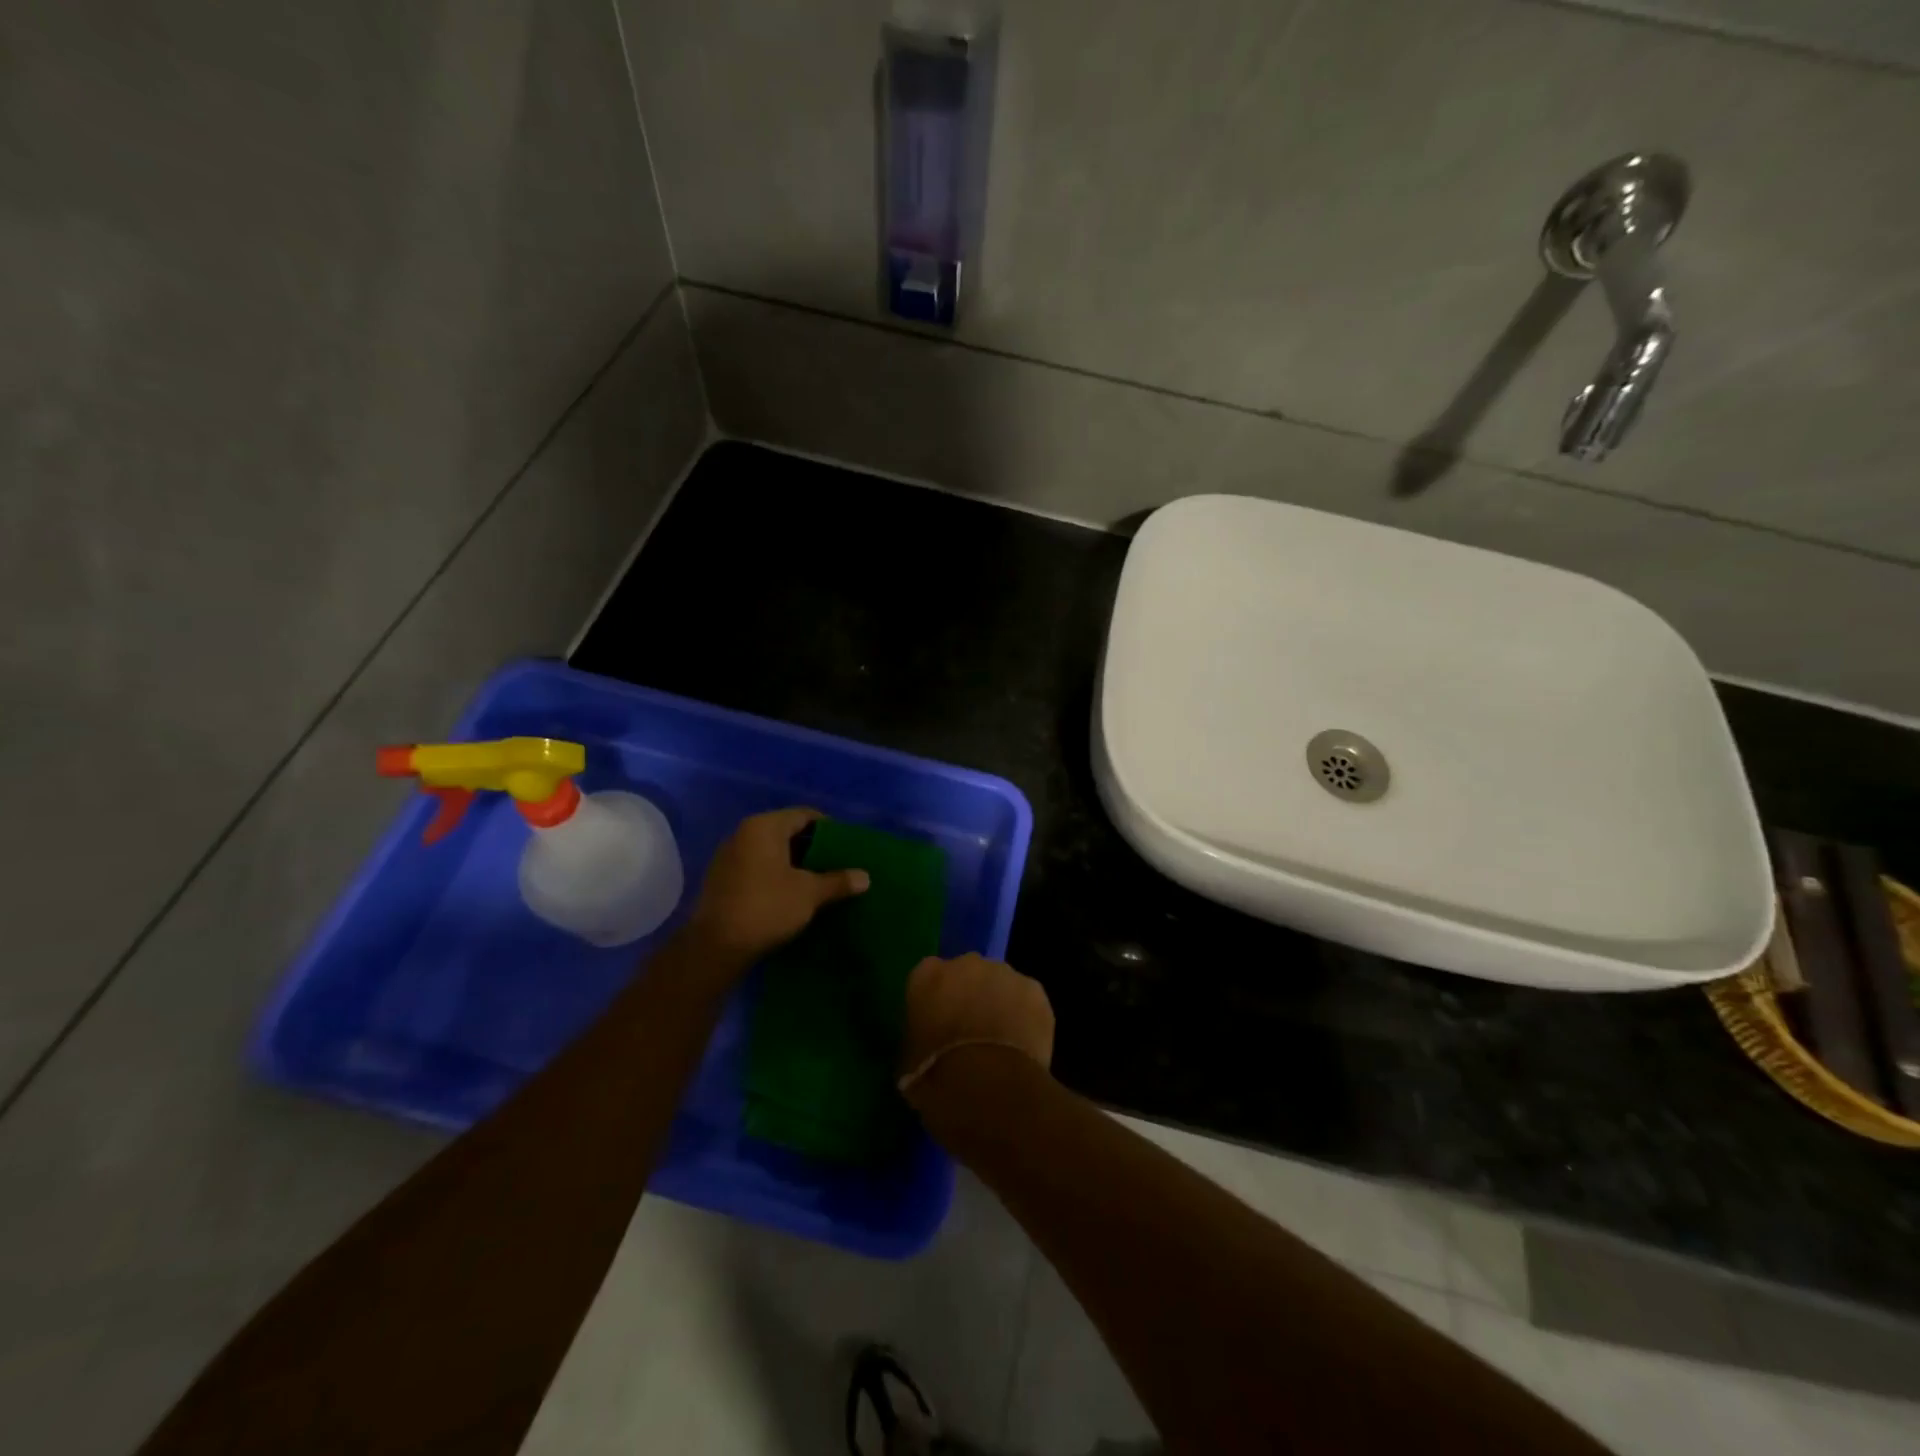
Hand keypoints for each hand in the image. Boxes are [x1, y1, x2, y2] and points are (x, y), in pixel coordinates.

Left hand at [686, 808, 868, 965]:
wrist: (716, 947)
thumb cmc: (767, 907)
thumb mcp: (809, 893)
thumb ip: (838, 881)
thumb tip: (865, 877)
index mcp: (764, 827)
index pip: (804, 815)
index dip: (828, 829)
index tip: (846, 847)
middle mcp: (743, 834)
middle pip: (786, 832)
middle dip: (811, 848)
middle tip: (836, 864)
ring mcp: (728, 856)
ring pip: (771, 851)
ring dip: (793, 863)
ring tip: (818, 880)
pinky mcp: (721, 879)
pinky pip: (757, 867)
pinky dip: (775, 875)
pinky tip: (791, 893)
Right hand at [897, 953, 1054, 1097]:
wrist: (989, 1088)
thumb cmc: (937, 1078)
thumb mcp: (908, 1060)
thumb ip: (919, 1036)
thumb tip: (927, 1042)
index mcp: (927, 975)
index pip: (928, 978)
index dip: (936, 1001)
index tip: (938, 1024)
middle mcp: (965, 963)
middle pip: (967, 974)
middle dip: (969, 996)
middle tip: (971, 1032)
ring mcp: (1004, 973)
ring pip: (1000, 983)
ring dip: (999, 1003)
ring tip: (1000, 1042)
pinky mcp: (1035, 990)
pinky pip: (1027, 999)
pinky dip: (1026, 1016)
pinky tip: (1023, 1045)